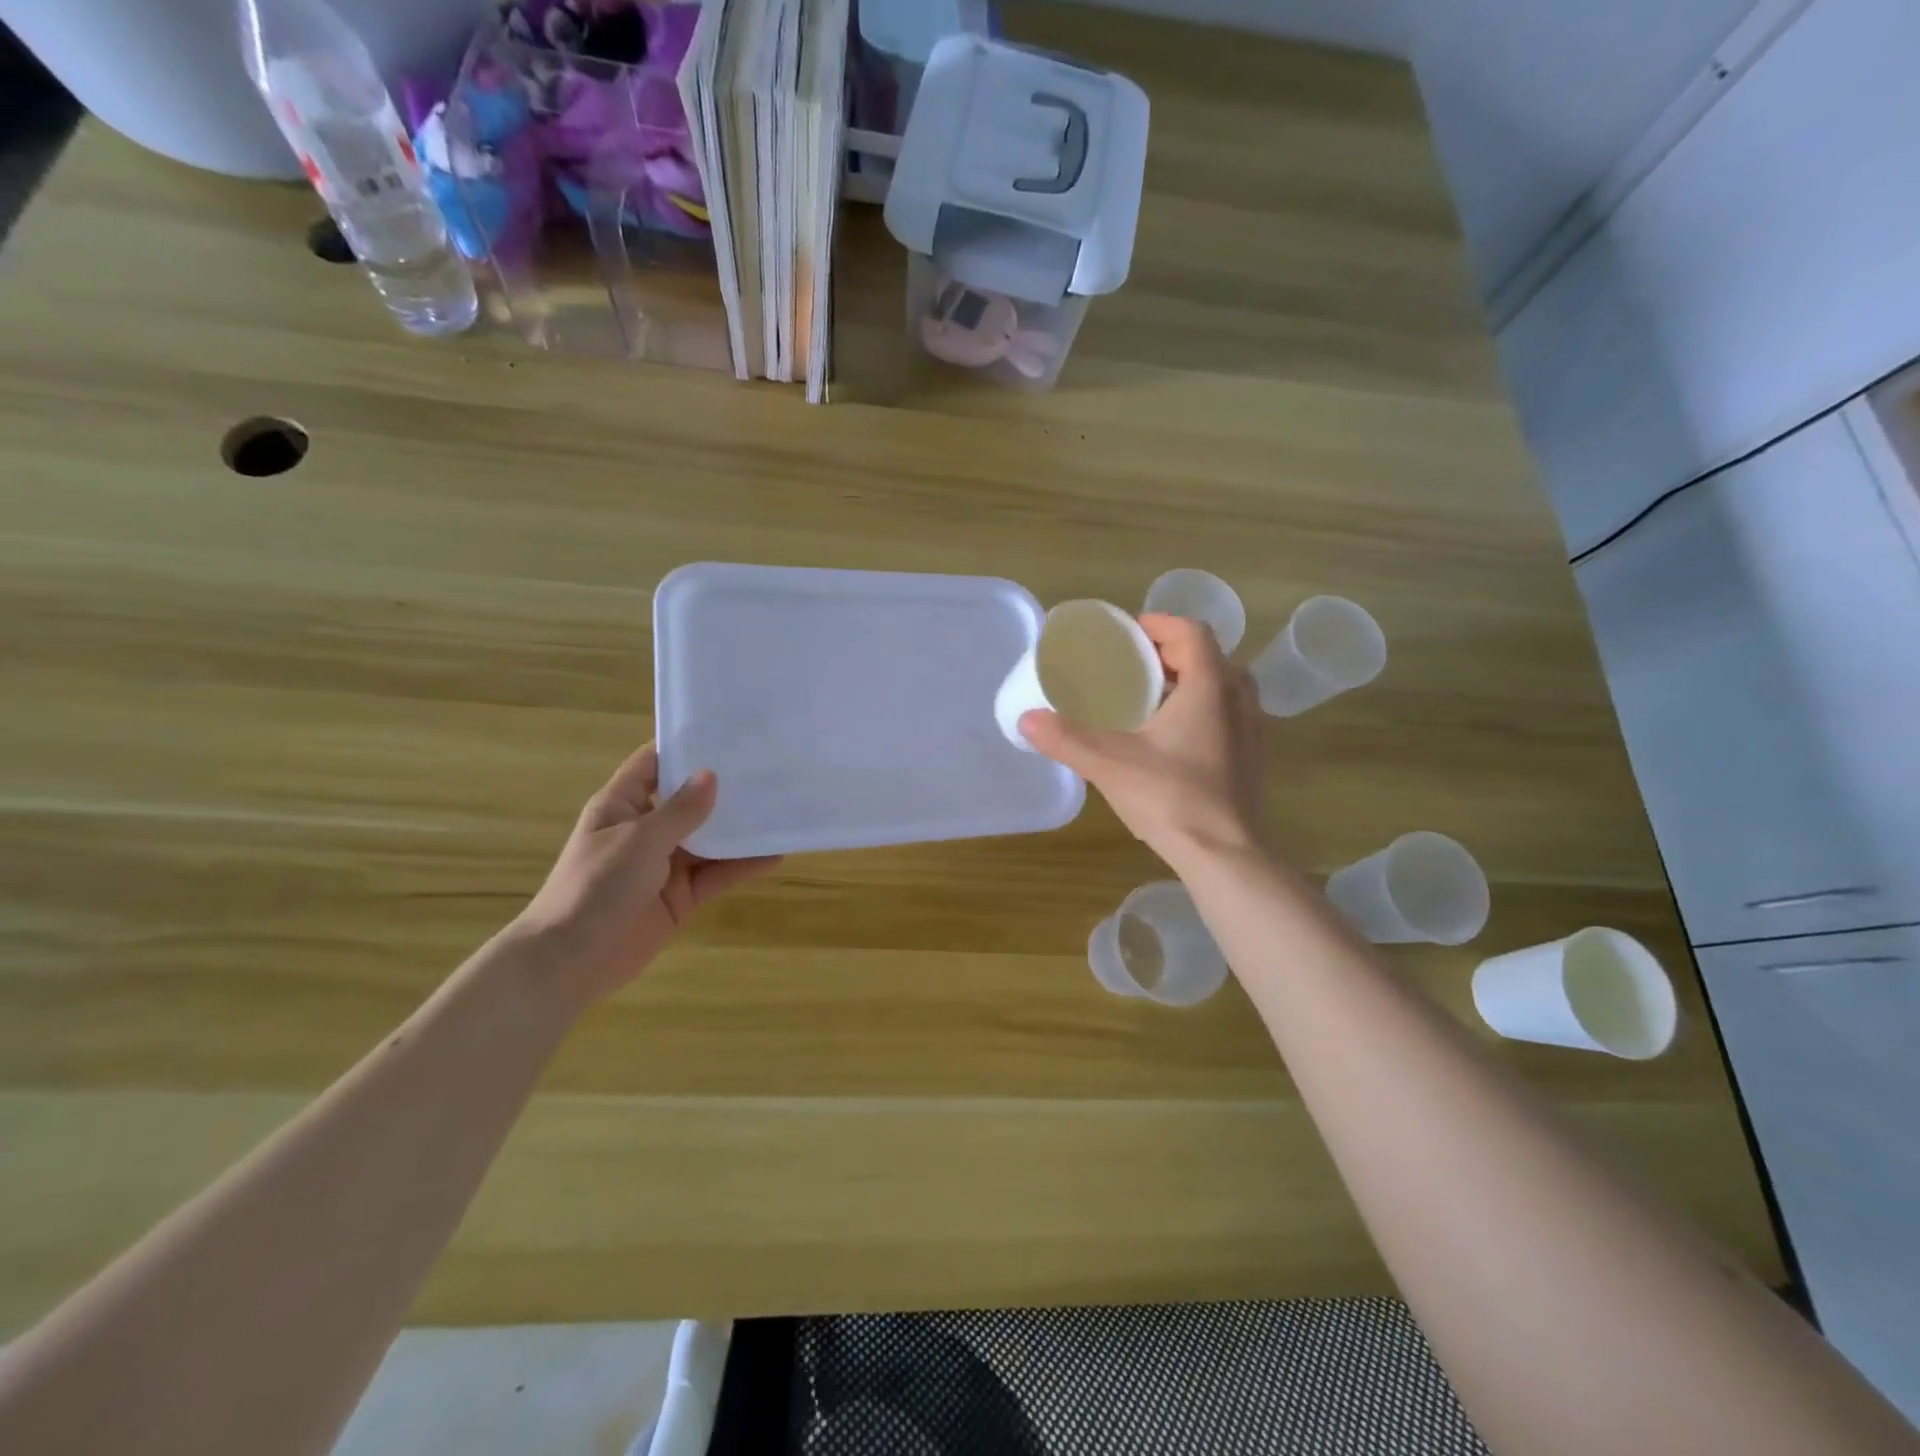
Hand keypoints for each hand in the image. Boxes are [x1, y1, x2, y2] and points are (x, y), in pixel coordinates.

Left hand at [513, 745, 779, 1006]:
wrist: (571, 960)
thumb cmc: (596, 886)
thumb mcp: (639, 840)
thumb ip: (680, 811)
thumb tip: (711, 775)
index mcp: (623, 805)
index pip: (654, 763)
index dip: (685, 746)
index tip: (726, 733)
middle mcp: (645, 829)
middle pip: (689, 800)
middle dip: (724, 787)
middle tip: (768, 768)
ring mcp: (664, 864)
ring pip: (709, 839)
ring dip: (739, 828)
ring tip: (780, 808)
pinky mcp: (681, 896)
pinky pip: (717, 874)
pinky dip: (743, 865)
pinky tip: (775, 854)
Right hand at [1020, 613, 1265, 870]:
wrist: (1225, 855)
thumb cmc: (1171, 798)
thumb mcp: (1109, 765)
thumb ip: (1067, 739)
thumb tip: (1026, 719)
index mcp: (1209, 687)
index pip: (1192, 632)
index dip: (1160, 624)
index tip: (1129, 633)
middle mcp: (1238, 700)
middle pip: (1209, 656)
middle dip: (1172, 653)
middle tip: (1134, 665)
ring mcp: (1252, 730)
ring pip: (1224, 687)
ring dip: (1191, 682)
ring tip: (1152, 698)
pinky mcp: (1252, 759)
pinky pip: (1229, 715)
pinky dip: (1203, 710)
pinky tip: (1173, 738)